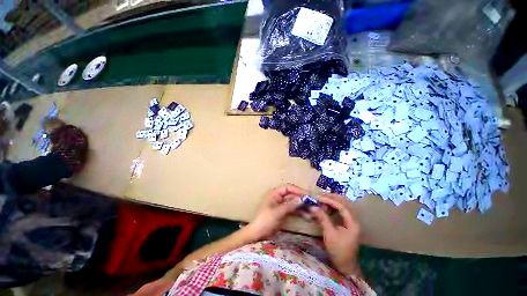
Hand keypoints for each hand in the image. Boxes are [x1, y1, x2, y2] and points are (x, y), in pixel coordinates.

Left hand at [245, 184, 307, 241]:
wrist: (258, 234)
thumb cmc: (265, 220)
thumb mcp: (278, 212)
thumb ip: (290, 205)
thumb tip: (302, 199)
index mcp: (275, 193)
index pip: (288, 188)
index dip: (298, 190)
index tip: (308, 195)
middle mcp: (279, 197)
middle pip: (292, 195)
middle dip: (302, 199)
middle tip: (313, 203)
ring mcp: (281, 205)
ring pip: (294, 202)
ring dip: (302, 206)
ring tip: (312, 210)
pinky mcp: (283, 212)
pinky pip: (293, 209)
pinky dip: (299, 212)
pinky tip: (307, 215)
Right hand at [310, 193, 361, 276]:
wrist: (346, 265)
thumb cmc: (338, 250)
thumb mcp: (329, 234)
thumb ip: (322, 218)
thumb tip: (313, 207)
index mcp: (352, 223)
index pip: (341, 206)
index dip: (329, 200)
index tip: (318, 197)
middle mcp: (354, 219)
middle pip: (344, 202)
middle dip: (331, 197)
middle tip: (320, 196)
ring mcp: (352, 221)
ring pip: (343, 205)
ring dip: (333, 200)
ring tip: (322, 199)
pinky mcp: (348, 223)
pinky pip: (342, 209)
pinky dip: (334, 206)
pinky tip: (326, 206)